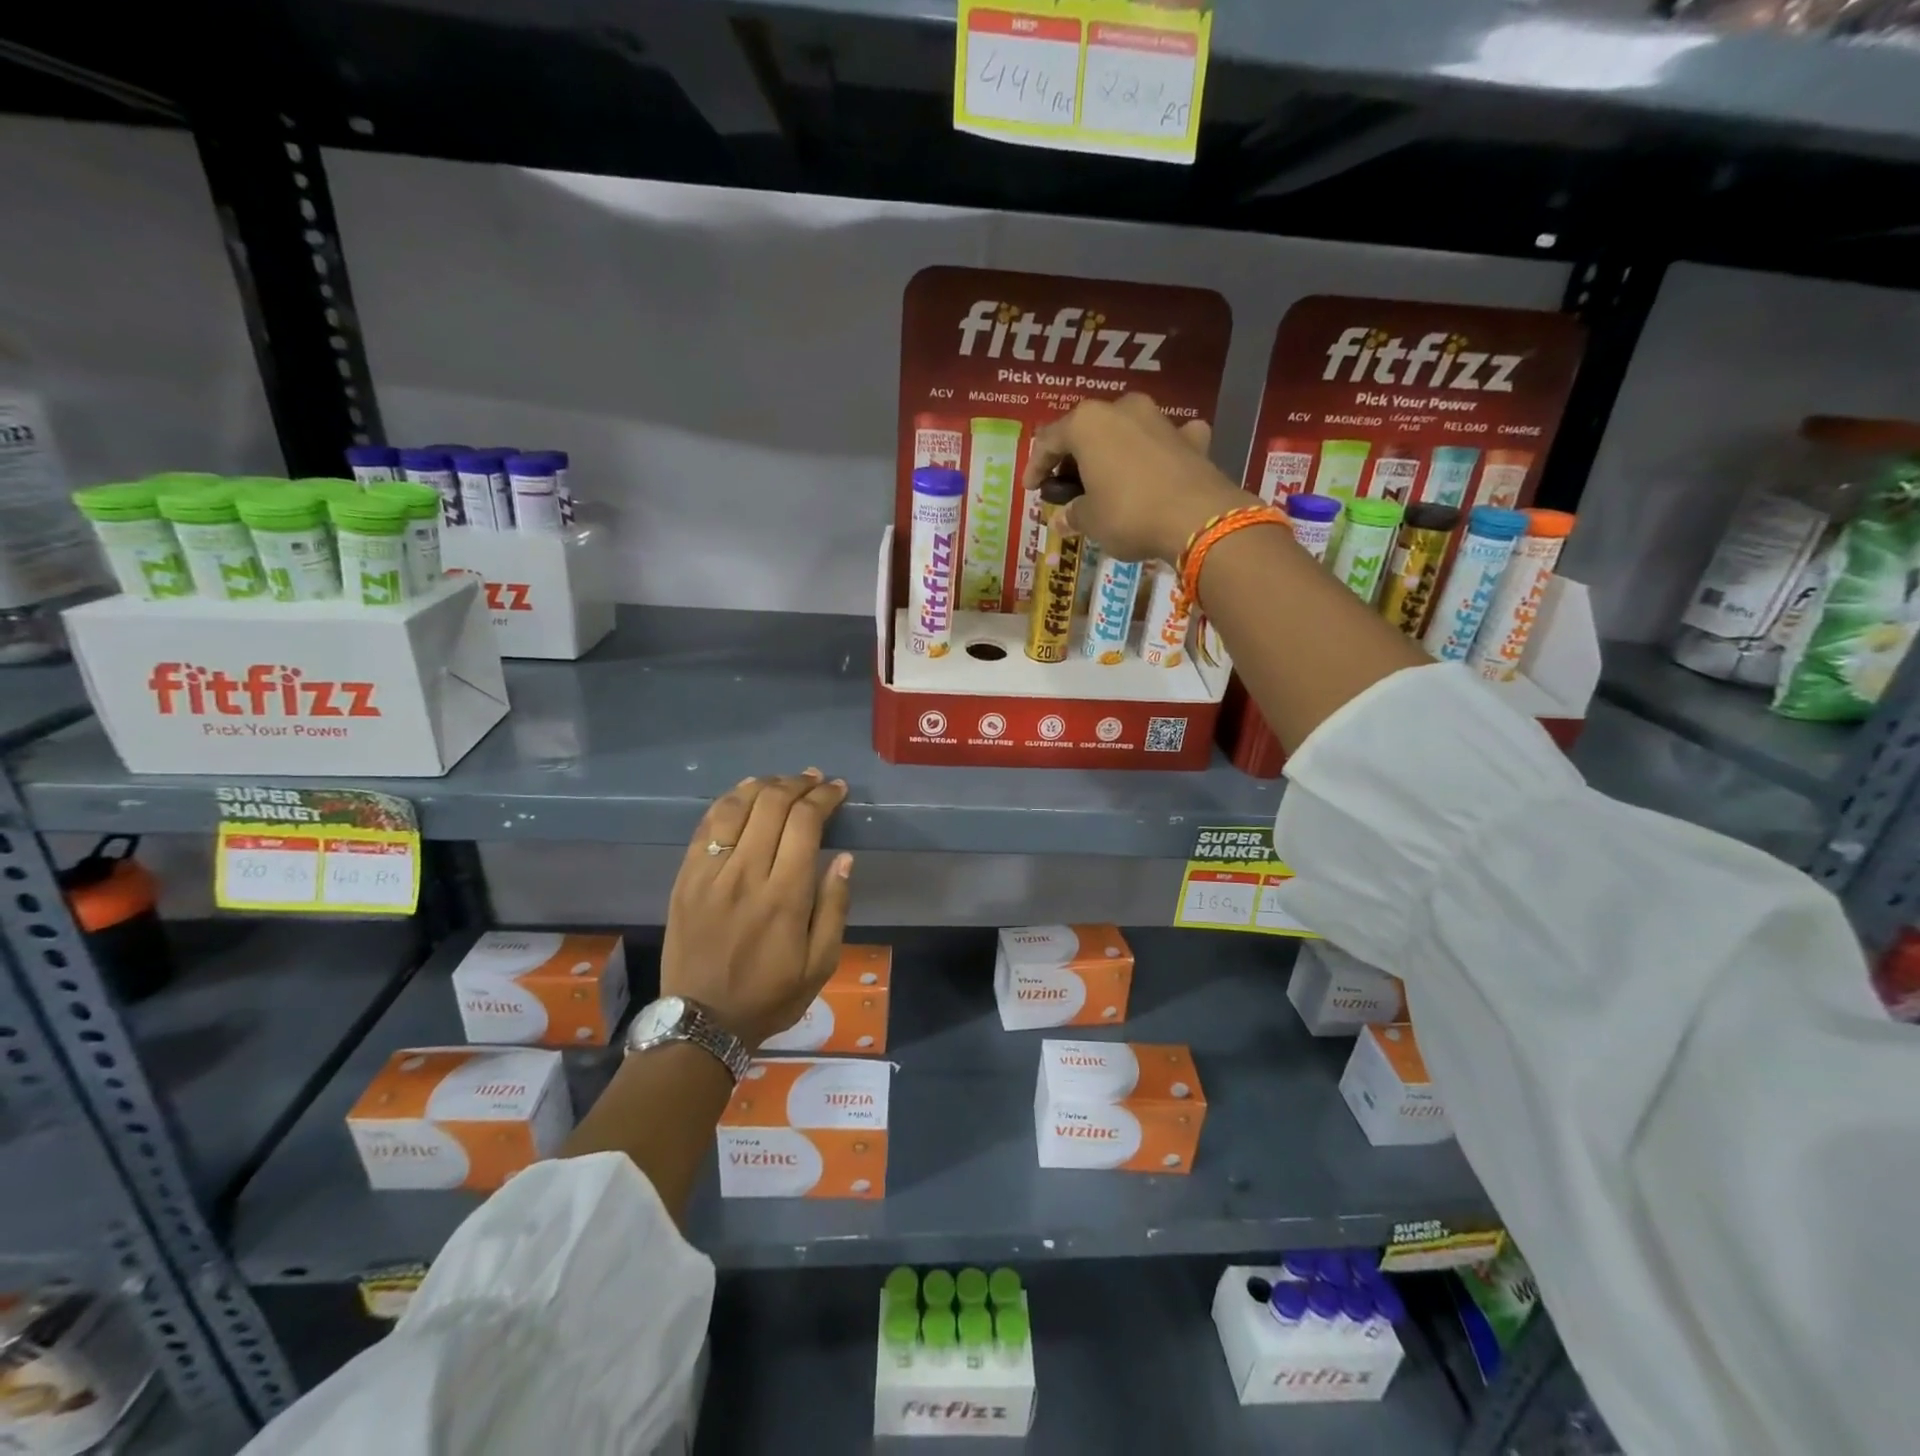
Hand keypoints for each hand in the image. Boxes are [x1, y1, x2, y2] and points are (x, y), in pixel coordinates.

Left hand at [662, 770, 852, 1049]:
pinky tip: (744, 794)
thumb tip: (845, 859)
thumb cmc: (770, 995)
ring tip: (783, 782)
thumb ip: (835, 907)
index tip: (838, 790)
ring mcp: (709, 874)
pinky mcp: (685, 878)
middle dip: (799, 783)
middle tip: (815, 780)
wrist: (702, 1022)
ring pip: (737, 807)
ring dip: (763, 785)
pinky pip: (706, 825)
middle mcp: (746, 874)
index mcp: (785, 896)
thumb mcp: (821, 964)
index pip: (805, 823)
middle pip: (772, 805)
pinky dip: (728, 801)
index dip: (824, 798)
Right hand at [1021, 393, 1243, 562]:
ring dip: (1113, 454)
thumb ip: (1073, 514)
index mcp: (1087, 423)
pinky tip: (1158, 468)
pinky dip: (1158, 453)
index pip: (1048, 440)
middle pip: (1088, 430)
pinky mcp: (1192, 438)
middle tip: (1069, 487)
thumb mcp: (1090, 520)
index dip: (1036, 467)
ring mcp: (1161, 420)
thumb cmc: (1128, 514)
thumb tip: (1063, 518)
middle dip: (1076, 458)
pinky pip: (1166, 440)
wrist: (1198, 518)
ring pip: (1126, 432)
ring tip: (1108, 482)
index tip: (1032, 490)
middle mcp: (1123, 409)